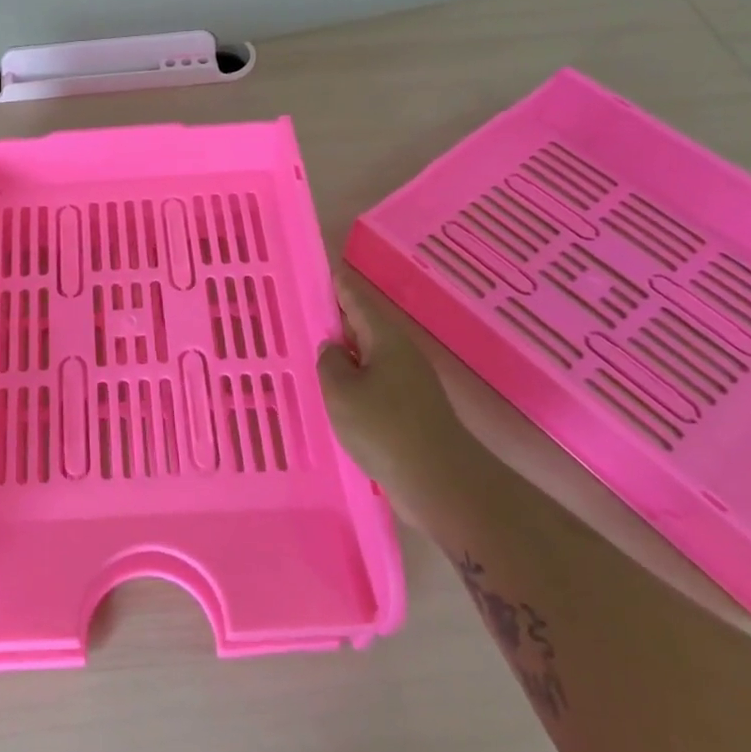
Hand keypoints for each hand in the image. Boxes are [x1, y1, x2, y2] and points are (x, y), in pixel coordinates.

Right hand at [318, 269, 462, 498]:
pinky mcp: (413, 409)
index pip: (357, 301)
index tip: (325, 270)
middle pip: (366, 327)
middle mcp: (402, 354)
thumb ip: (330, 363)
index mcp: (386, 340)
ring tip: (318, 353)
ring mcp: (411, 382)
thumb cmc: (384, 427)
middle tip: (310, 311)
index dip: (340, 286)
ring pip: (372, 356)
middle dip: (341, 319)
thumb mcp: (341, 392)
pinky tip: (340, 393)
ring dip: (348, 352)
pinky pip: (378, 381)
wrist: (440, 481)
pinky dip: (357, 379)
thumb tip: (333, 349)